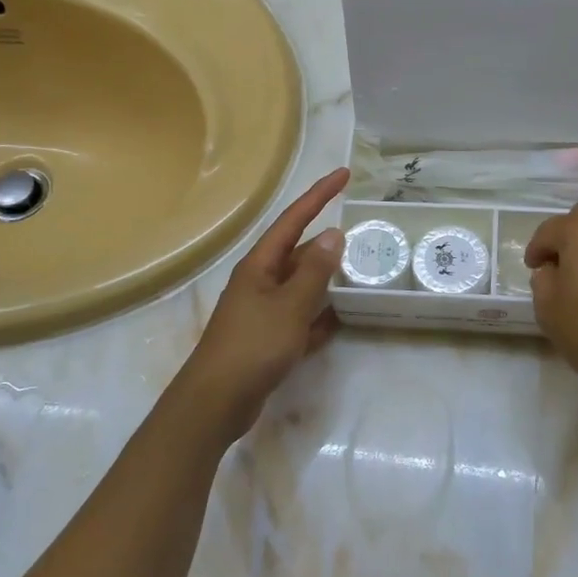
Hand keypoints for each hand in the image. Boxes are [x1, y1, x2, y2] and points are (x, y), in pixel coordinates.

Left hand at [175, 167, 348, 439]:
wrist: (216, 402)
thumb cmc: (252, 346)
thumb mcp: (290, 305)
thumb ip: (314, 271)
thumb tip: (333, 235)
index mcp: (260, 265)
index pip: (294, 219)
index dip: (319, 195)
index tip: (344, 174)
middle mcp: (260, 282)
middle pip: (298, 252)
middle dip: (327, 243)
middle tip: (361, 236)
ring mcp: (263, 312)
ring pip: (301, 286)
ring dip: (326, 280)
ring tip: (358, 274)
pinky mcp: (268, 339)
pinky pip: (300, 318)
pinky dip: (319, 316)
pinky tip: (340, 319)